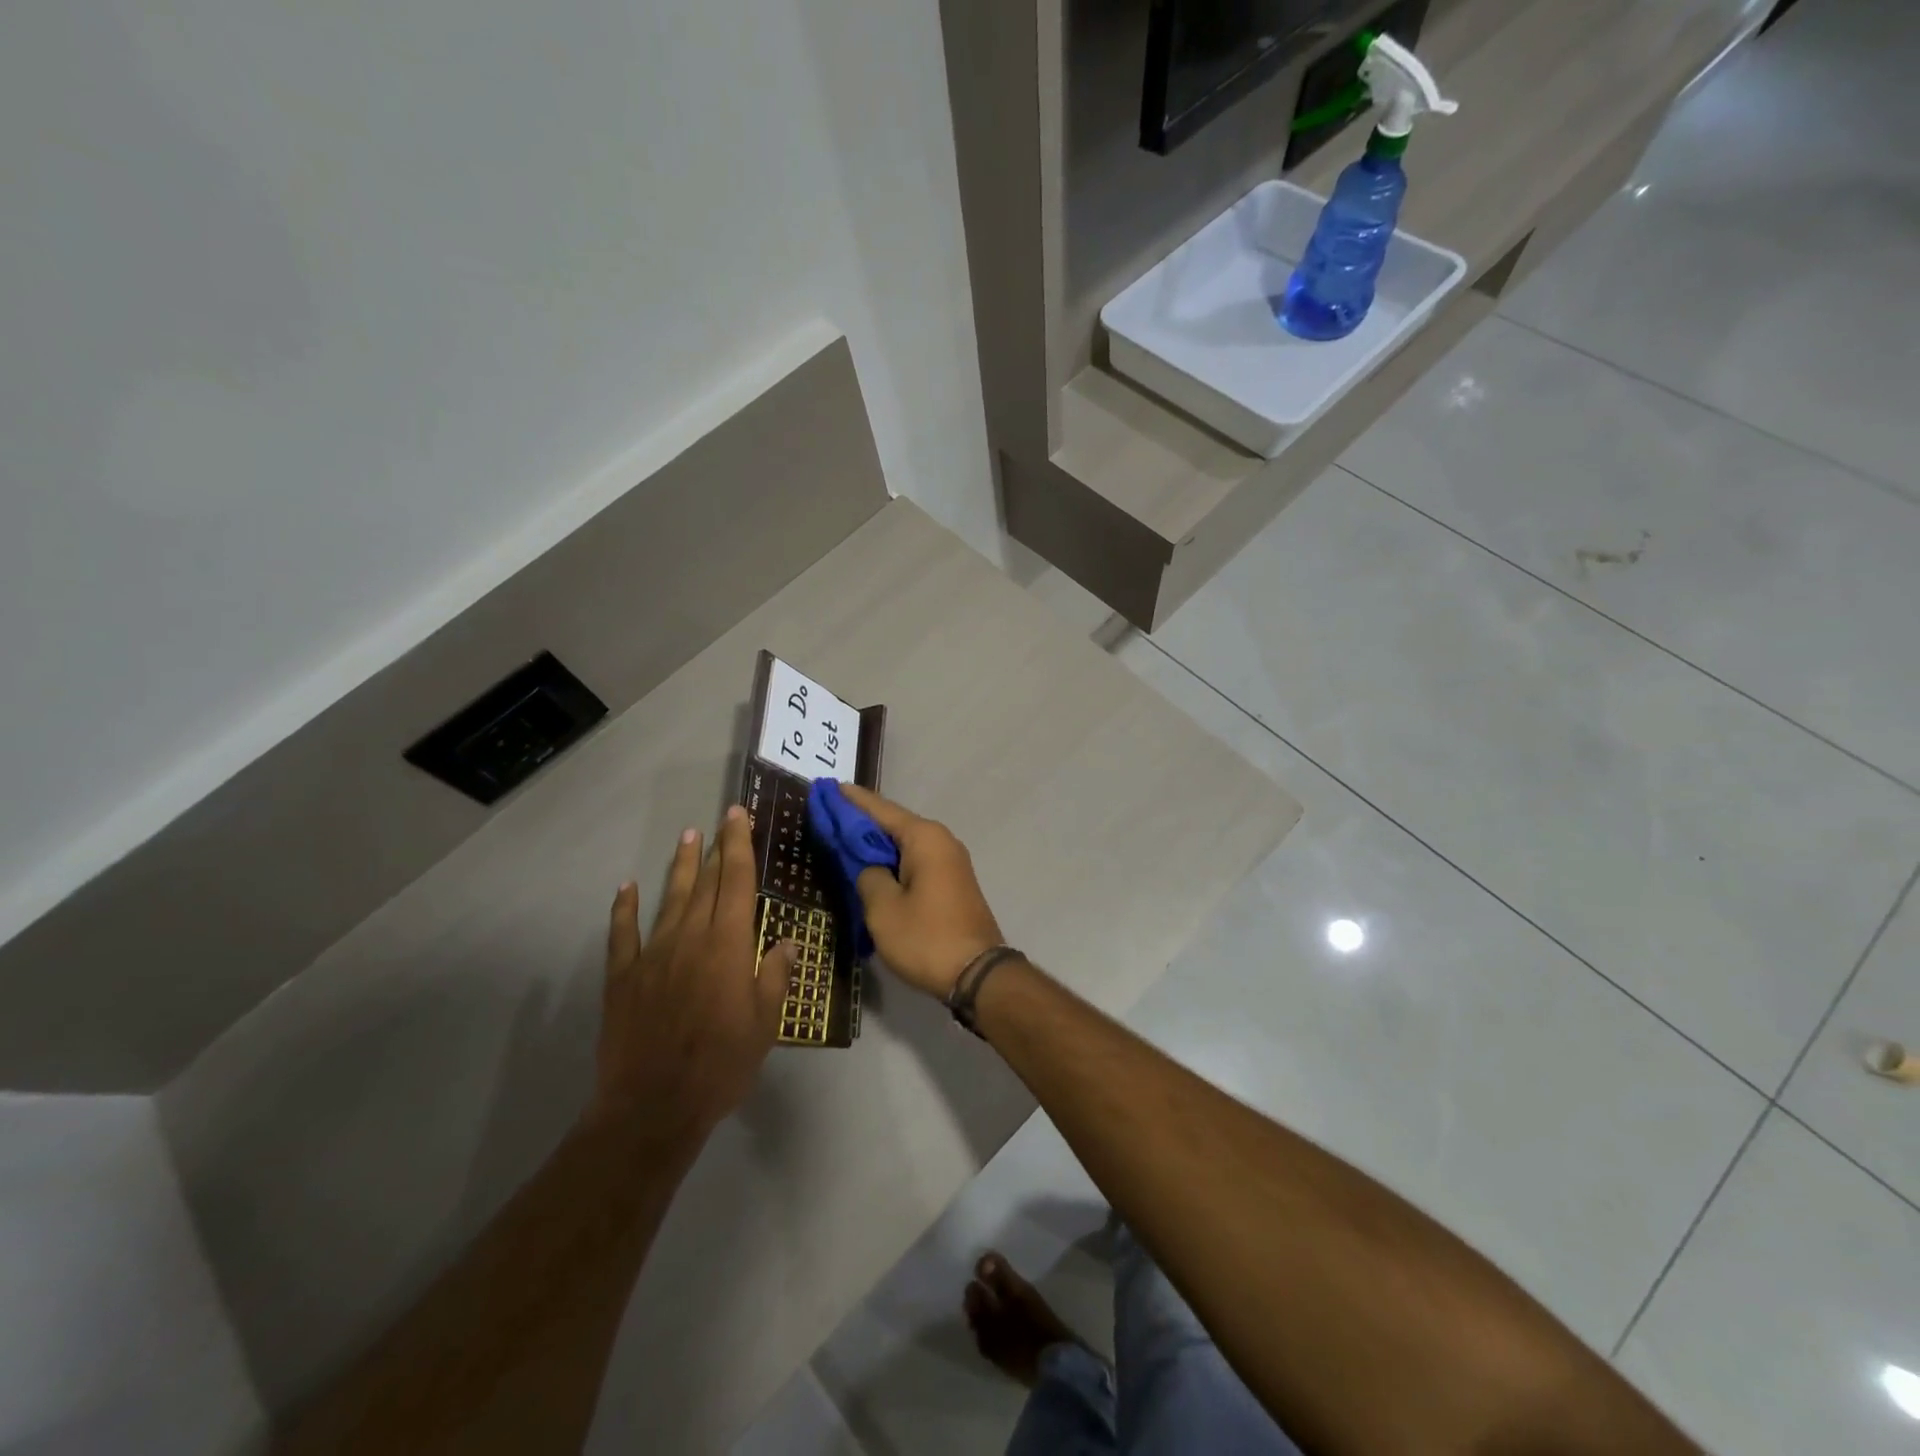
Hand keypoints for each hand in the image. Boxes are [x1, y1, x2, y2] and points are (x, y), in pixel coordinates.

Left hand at [589, 806, 796, 1147]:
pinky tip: (627, 887)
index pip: (737, 882)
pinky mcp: (623, 977)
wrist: (653, 1107)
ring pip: (670, 899)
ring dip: (681, 867)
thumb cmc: (720, 1066)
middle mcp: (691, 938)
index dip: (739, 846)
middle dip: (715, 848)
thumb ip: (775, 976)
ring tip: (687, 838)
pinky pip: (623, 934)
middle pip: (706, 883)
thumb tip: (789, 941)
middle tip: (720, 820)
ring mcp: (652, 955)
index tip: (737, 817)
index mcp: (728, 946)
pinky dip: (625, 908)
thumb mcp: (764, 1024)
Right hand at [839, 785, 1003, 998]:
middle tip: (827, 814)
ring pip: (904, 844)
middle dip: (861, 820)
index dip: (850, 800)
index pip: (880, 809)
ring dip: (876, 843)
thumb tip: (870, 868)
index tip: (826, 788)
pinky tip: (871, 866)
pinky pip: (914, 860)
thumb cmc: (927, 938)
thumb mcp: (883, 909)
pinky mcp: (951, 883)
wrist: (978, 974)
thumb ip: (868, 877)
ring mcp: (950, 862)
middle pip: (893, 823)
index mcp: (924, 837)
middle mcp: (941, 840)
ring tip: (842, 838)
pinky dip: (891, 860)